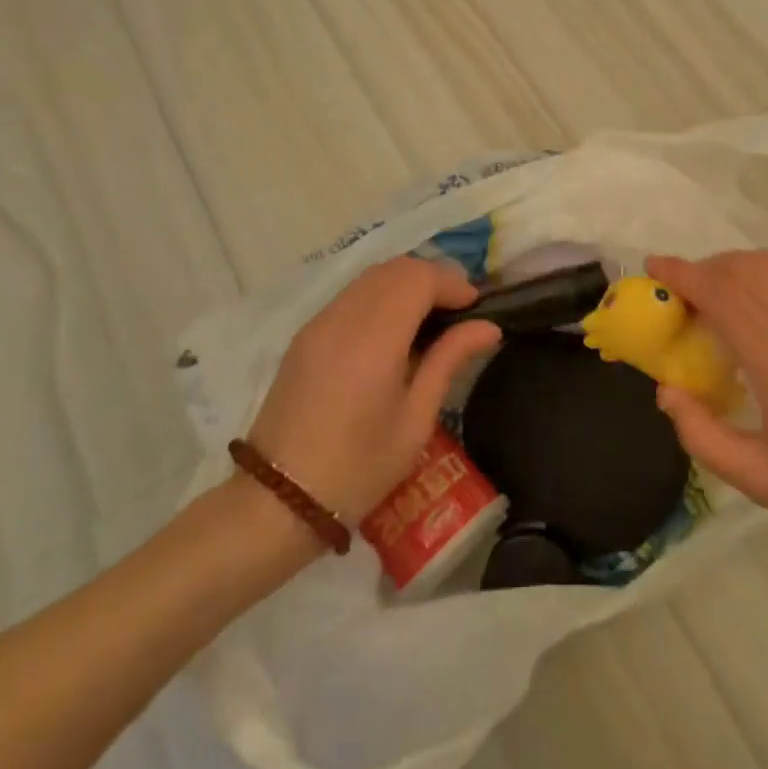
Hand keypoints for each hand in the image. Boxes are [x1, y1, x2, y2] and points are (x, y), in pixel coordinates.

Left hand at [246, 257, 500, 523]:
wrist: (279, 500)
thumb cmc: (359, 467)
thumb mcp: (416, 419)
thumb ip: (449, 360)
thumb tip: (489, 326)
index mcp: (374, 338)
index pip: (419, 278)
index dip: (452, 283)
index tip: (476, 307)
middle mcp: (343, 317)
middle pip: (396, 268)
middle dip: (433, 278)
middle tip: (458, 311)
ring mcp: (319, 322)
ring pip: (371, 276)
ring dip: (406, 284)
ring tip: (430, 318)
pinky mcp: (305, 335)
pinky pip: (351, 295)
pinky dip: (381, 295)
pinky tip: (394, 330)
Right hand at [648, 251, 767, 567]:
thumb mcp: (761, 479)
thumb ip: (702, 435)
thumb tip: (666, 392)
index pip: (720, 290)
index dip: (681, 273)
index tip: (652, 269)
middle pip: (743, 266)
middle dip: (702, 268)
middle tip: (679, 296)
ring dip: (732, 271)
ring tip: (713, 305)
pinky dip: (759, 285)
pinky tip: (757, 327)